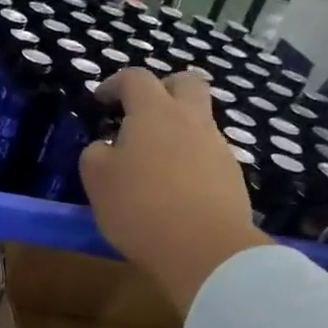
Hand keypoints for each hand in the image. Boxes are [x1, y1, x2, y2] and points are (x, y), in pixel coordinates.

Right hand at [80, 68, 270, 311]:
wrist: (205, 248)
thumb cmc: (140, 206)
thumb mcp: (97, 180)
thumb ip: (95, 153)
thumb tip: (106, 146)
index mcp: (154, 112)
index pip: (135, 78)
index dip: (114, 83)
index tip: (100, 100)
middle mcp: (191, 120)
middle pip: (185, 82)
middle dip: (163, 88)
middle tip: (142, 111)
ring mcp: (217, 146)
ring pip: (199, 120)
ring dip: (177, 128)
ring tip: (154, 159)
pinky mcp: (231, 175)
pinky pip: (208, 153)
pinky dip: (190, 159)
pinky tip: (175, 187)